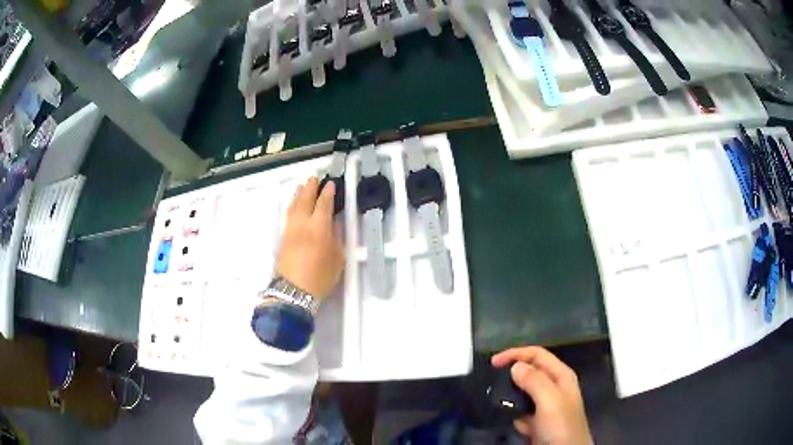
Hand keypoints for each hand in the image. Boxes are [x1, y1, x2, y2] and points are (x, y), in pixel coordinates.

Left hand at [277, 177, 344, 297]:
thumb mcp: (337, 258)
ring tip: (301, 186)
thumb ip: (336, 238)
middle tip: (314, 178)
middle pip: (305, 200)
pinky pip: (288, 215)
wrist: (293, 290)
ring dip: (298, 194)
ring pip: (293, 206)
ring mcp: (290, 230)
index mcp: (319, 227)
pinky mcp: (283, 238)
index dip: (327, 193)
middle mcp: (303, 223)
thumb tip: (334, 223)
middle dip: (310, 188)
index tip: (330, 183)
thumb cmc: (320, 276)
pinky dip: (292, 206)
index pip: (324, 204)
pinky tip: (294, 206)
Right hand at [492, 346, 591, 444]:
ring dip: (511, 396)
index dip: (516, 353)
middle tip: (492, 381)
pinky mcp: (537, 420)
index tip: (494, 362)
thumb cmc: (561, 425)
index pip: (537, 354)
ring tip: (498, 401)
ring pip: (523, 392)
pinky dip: (515, 414)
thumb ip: (534, 380)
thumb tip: (515, 366)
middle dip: (512, 374)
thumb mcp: (550, 400)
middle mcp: (553, 386)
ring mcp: (545, 404)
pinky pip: (521, 410)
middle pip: (529, 371)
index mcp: (560, 376)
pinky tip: (516, 422)